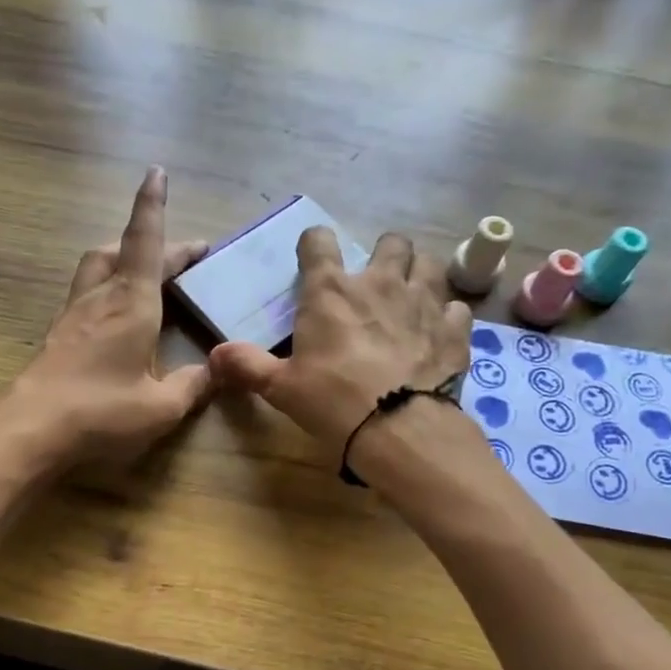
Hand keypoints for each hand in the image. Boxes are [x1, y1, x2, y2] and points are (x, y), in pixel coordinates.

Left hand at [0, 167, 211, 468]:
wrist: (29, 430)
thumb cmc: (101, 412)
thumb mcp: (161, 408)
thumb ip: (193, 386)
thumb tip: (217, 372)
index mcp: (131, 303)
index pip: (146, 242)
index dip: (153, 206)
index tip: (156, 172)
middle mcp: (100, 298)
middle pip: (121, 250)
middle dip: (154, 242)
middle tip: (185, 255)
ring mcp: (74, 315)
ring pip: (97, 267)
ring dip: (124, 258)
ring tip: (148, 273)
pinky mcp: (58, 335)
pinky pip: (86, 293)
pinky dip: (108, 287)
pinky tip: (117, 314)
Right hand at [211, 228, 471, 466]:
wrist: (398, 428)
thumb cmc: (332, 401)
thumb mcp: (281, 388)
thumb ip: (247, 366)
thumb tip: (213, 356)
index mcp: (331, 291)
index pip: (320, 241)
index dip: (315, 244)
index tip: (313, 258)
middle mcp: (381, 283)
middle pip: (391, 242)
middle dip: (384, 254)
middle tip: (375, 281)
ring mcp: (424, 302)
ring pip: (430, 265)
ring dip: (420, 275)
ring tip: (411, 299)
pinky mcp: (454, 329)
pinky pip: (457, 307)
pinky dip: (448, 316)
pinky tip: (438, 333)